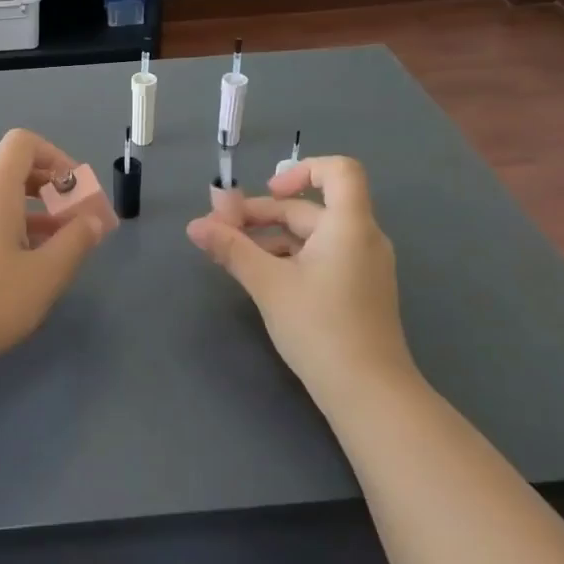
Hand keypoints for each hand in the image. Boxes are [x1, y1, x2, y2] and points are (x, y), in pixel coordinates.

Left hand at [0, 129, 108, 372]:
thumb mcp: (45, 275)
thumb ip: (75, 241)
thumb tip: (93, 219)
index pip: (23, 143)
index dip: (55, 156)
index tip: (75, 189)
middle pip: (13, 172)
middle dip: (50, 190)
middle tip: (76, 223)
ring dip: (33, 216)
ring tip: (57, 252)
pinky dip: (10, 231)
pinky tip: (22, 270)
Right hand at [187, 156, 416, 402]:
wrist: (369, 393)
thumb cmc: (319, 327)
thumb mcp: (268, 283)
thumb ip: (231, 248)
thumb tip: (194, 225)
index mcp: (349, 225)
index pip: (339, 170)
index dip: (301, 170)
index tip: (267, 192)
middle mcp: (362, 238)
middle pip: (311, 207)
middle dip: (263, 214)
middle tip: (221, 230)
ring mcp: (364, 266)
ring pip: (313, 235)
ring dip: (272, 238)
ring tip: (234, 257)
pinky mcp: (359, 290)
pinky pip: (322, 257)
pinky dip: (291, 258)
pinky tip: (263, 279)